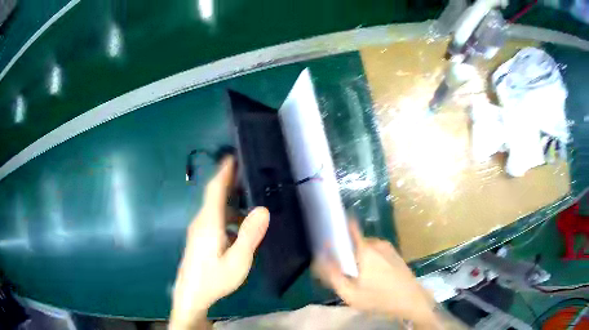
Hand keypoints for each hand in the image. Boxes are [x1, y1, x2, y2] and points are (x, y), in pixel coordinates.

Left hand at [170, 157, 269, 328]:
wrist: (191, 296)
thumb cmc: (213, 280)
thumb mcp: (237, 261)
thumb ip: (249, 235)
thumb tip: (263, 209)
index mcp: (209, 222)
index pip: (215, 189)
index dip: (225, 171)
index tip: (234, 156)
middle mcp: (201, 221)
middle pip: (216, 196)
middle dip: (232, 184)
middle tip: (253, 177)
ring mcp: (199, 231)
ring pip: (217, 210)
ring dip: (234, 205)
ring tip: (254, 206)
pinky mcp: (200, 239)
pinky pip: (216, 221)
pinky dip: (230, 218)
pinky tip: (241, 230)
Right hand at [316, 222, 437, 327]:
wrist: (411, 300)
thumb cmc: (379, 298)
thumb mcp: (350, 293)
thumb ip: (333, 275)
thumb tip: (320, 258)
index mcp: (365, 249)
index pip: (349, 227)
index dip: (337, 228)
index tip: (329, 237)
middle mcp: (377, 243)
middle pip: (354, 242)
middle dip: (347, 254)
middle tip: (345, 273)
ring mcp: (388, 248)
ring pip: (365, 248)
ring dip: (359, 259)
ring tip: (360, 279)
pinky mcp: (395, 254)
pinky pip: (376, 252)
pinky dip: (370, 260)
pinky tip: (373, 278)